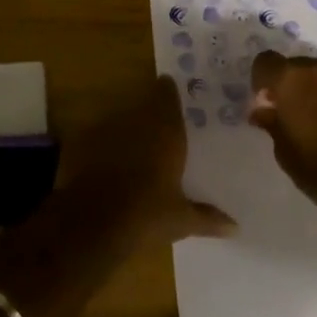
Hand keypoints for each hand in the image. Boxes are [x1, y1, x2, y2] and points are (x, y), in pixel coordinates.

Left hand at [60, 77, 235, 242]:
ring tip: (132, 145)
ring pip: (119, 118)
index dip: (168, 92)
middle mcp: (136, 122)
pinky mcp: (81, 142)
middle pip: (143, 104)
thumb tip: (235, 227)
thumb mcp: (182, 220)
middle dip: (149, 111)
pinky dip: (101, 145)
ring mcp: (106, 130)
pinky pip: (96, 136)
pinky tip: (104, 162)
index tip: (170, 89)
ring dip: (126, 127)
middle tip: (156, 124)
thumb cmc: (147, 215)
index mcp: (166, 132)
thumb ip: (208, 218)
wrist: (93, 223)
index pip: (167, 95)